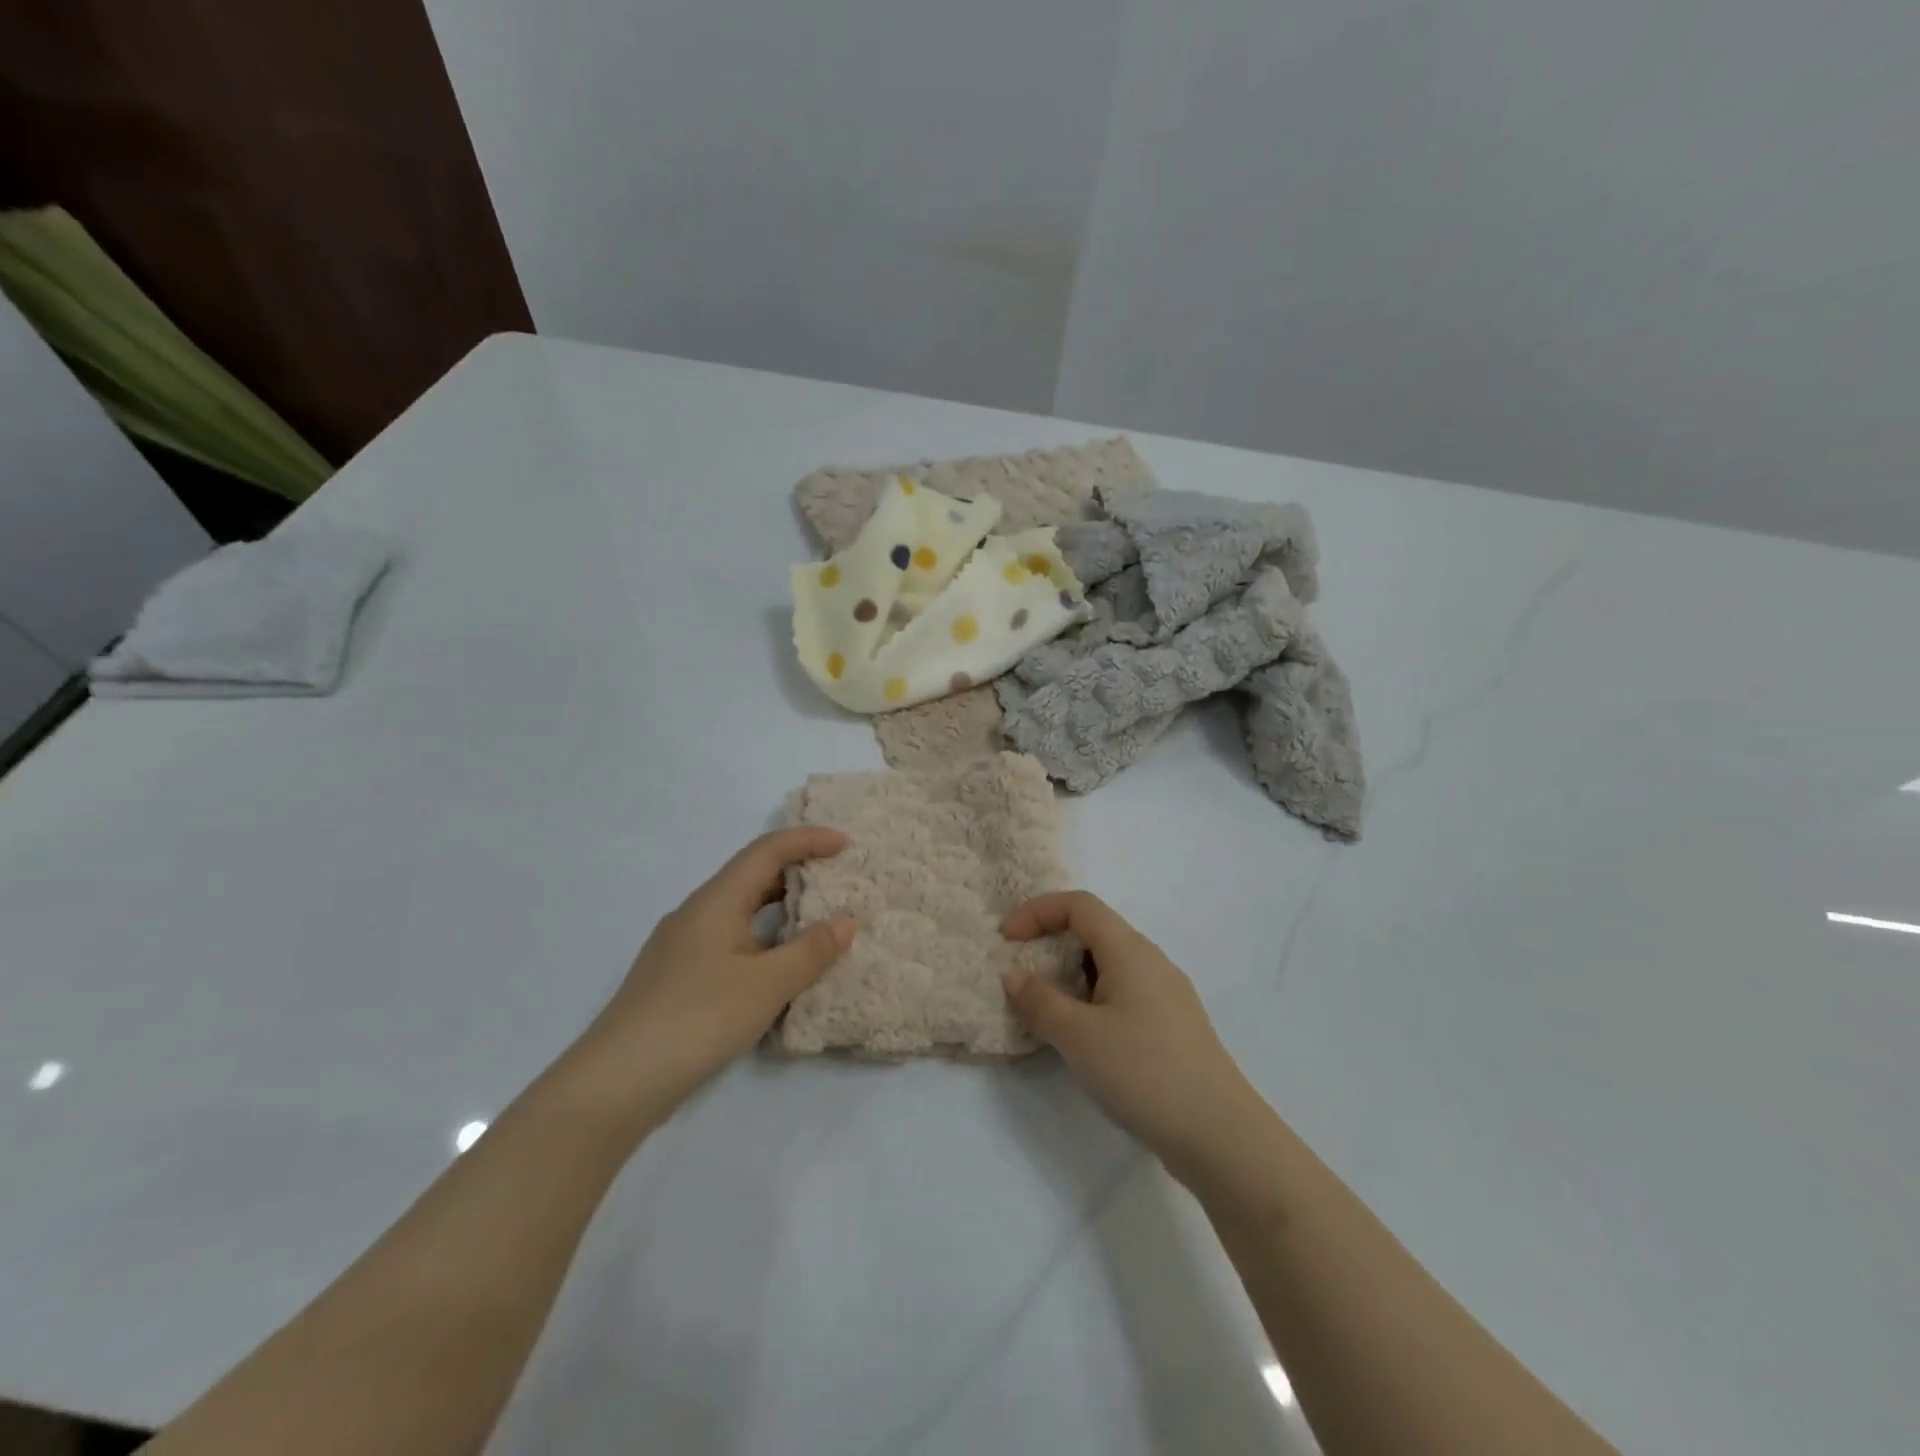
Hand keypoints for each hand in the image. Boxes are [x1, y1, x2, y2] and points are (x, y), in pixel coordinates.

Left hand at [570, 828, 855, 1119]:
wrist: (617, 1080)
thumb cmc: (698, 1018)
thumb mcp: (767, 985)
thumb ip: (810, 951)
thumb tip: (846, 922)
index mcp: (717, 900)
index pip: (767, 851)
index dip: (808, 840)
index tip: (845, 843)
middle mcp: (696, 912)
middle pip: (751, 875)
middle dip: (796, 870)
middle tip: (837, 879)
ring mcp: (681, 944)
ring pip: (739, 909)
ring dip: (779, 907)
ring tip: (816, 920)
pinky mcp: (676, 975)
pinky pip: (729, 938)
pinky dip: (761, 937)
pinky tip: (776, 966)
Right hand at [1001, 891, 1260, 1183]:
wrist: (1221, 1135)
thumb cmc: (1143, 1072)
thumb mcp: (1078, 1036)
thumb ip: (1039, 1000)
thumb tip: (1014, 975)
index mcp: (1129, 949)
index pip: (1079, 905)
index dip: (1038, 911)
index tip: (1007, 940)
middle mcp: (1151, 961)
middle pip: (1095, 930)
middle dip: (1052, 943)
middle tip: (1023, 977)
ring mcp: (1167, 994)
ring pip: (1110, 965)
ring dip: (1072, 976)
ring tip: (1048, 1011)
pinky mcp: (1174, 1025)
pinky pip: (1124, 993)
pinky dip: (1093, 999)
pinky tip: (1085, 1038)